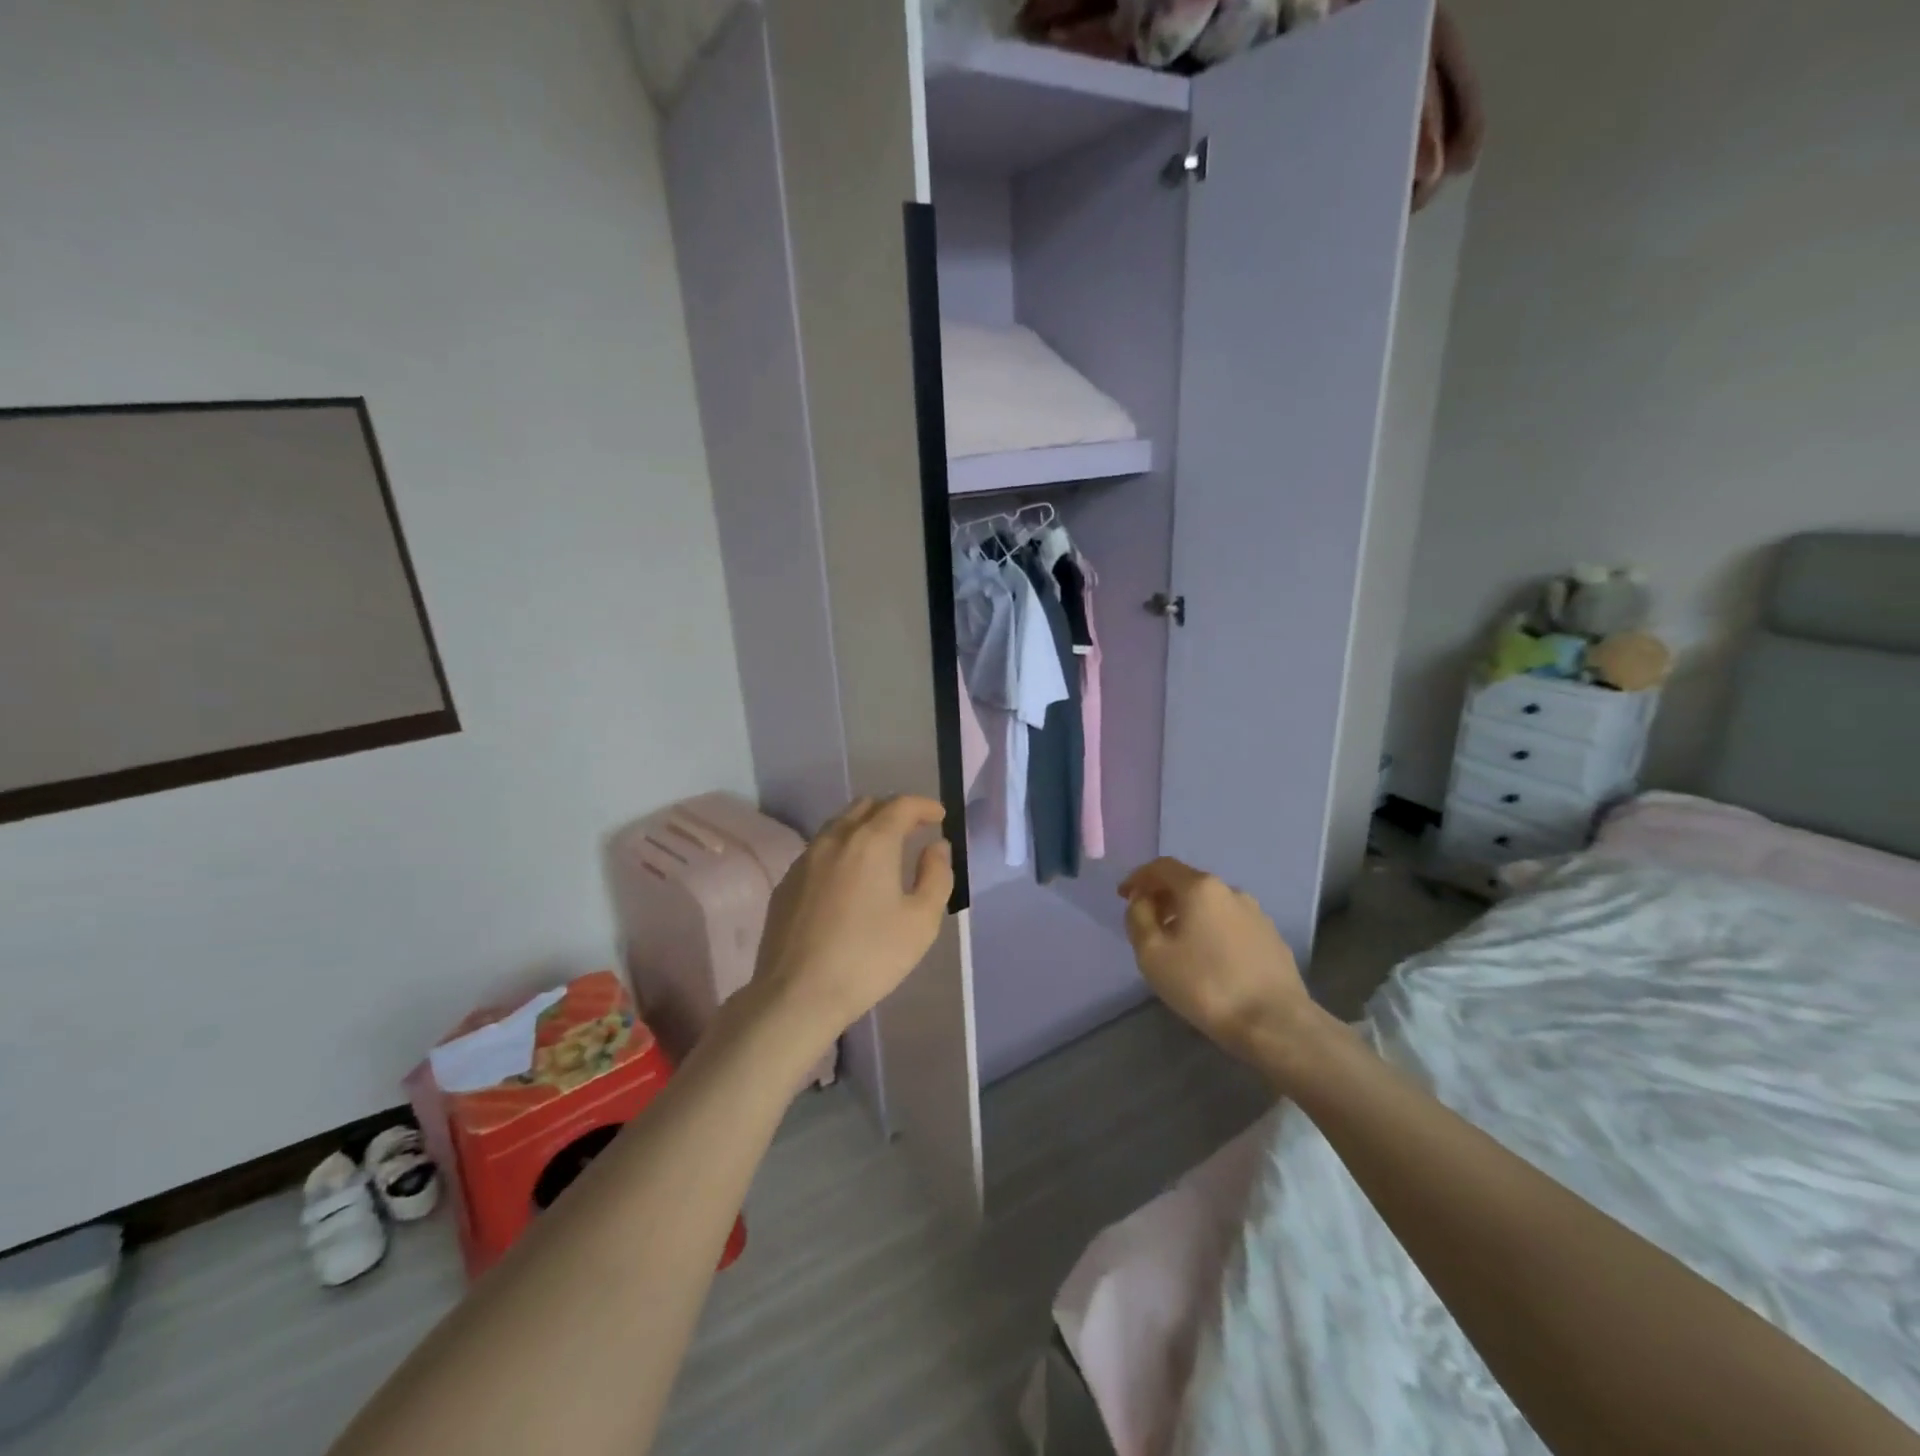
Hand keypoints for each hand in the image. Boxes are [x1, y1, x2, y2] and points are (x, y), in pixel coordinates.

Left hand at [751, 796, 953, 1049]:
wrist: (797, 994)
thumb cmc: (869, 957)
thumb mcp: (921, 921)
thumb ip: (936, 876)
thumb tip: (936, 847)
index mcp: (872, 841)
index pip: (901, 805)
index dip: (925, 806)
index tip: (939, 817)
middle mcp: (835, 839)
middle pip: (866, 806)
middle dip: (893, 811)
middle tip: (913, 830)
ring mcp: (805, 859)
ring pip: (839, 825)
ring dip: (864, 828)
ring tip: (882, 852)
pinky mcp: (786, 883)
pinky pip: (819, 851)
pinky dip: (841, 850)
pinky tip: (848, 879)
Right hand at [1119, 858, 1315, 1067]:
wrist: (1275, 1023)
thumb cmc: (1205, 985)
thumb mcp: (1152, 953)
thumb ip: (1138, 919)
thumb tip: (1142, 902)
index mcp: (1200, 888)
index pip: (1162, 867)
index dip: (1138, 878)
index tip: (1123, 896)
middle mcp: (1230, 891)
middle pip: (1188, 883)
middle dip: (1162, 896)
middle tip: (1146, 921)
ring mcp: (1256, 914)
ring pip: (1211, 904)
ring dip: (1187, 914)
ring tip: (1176, 942)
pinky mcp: (1271, 938)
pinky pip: (1230, 923)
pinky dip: (1211, 930)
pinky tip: (1208, 958)